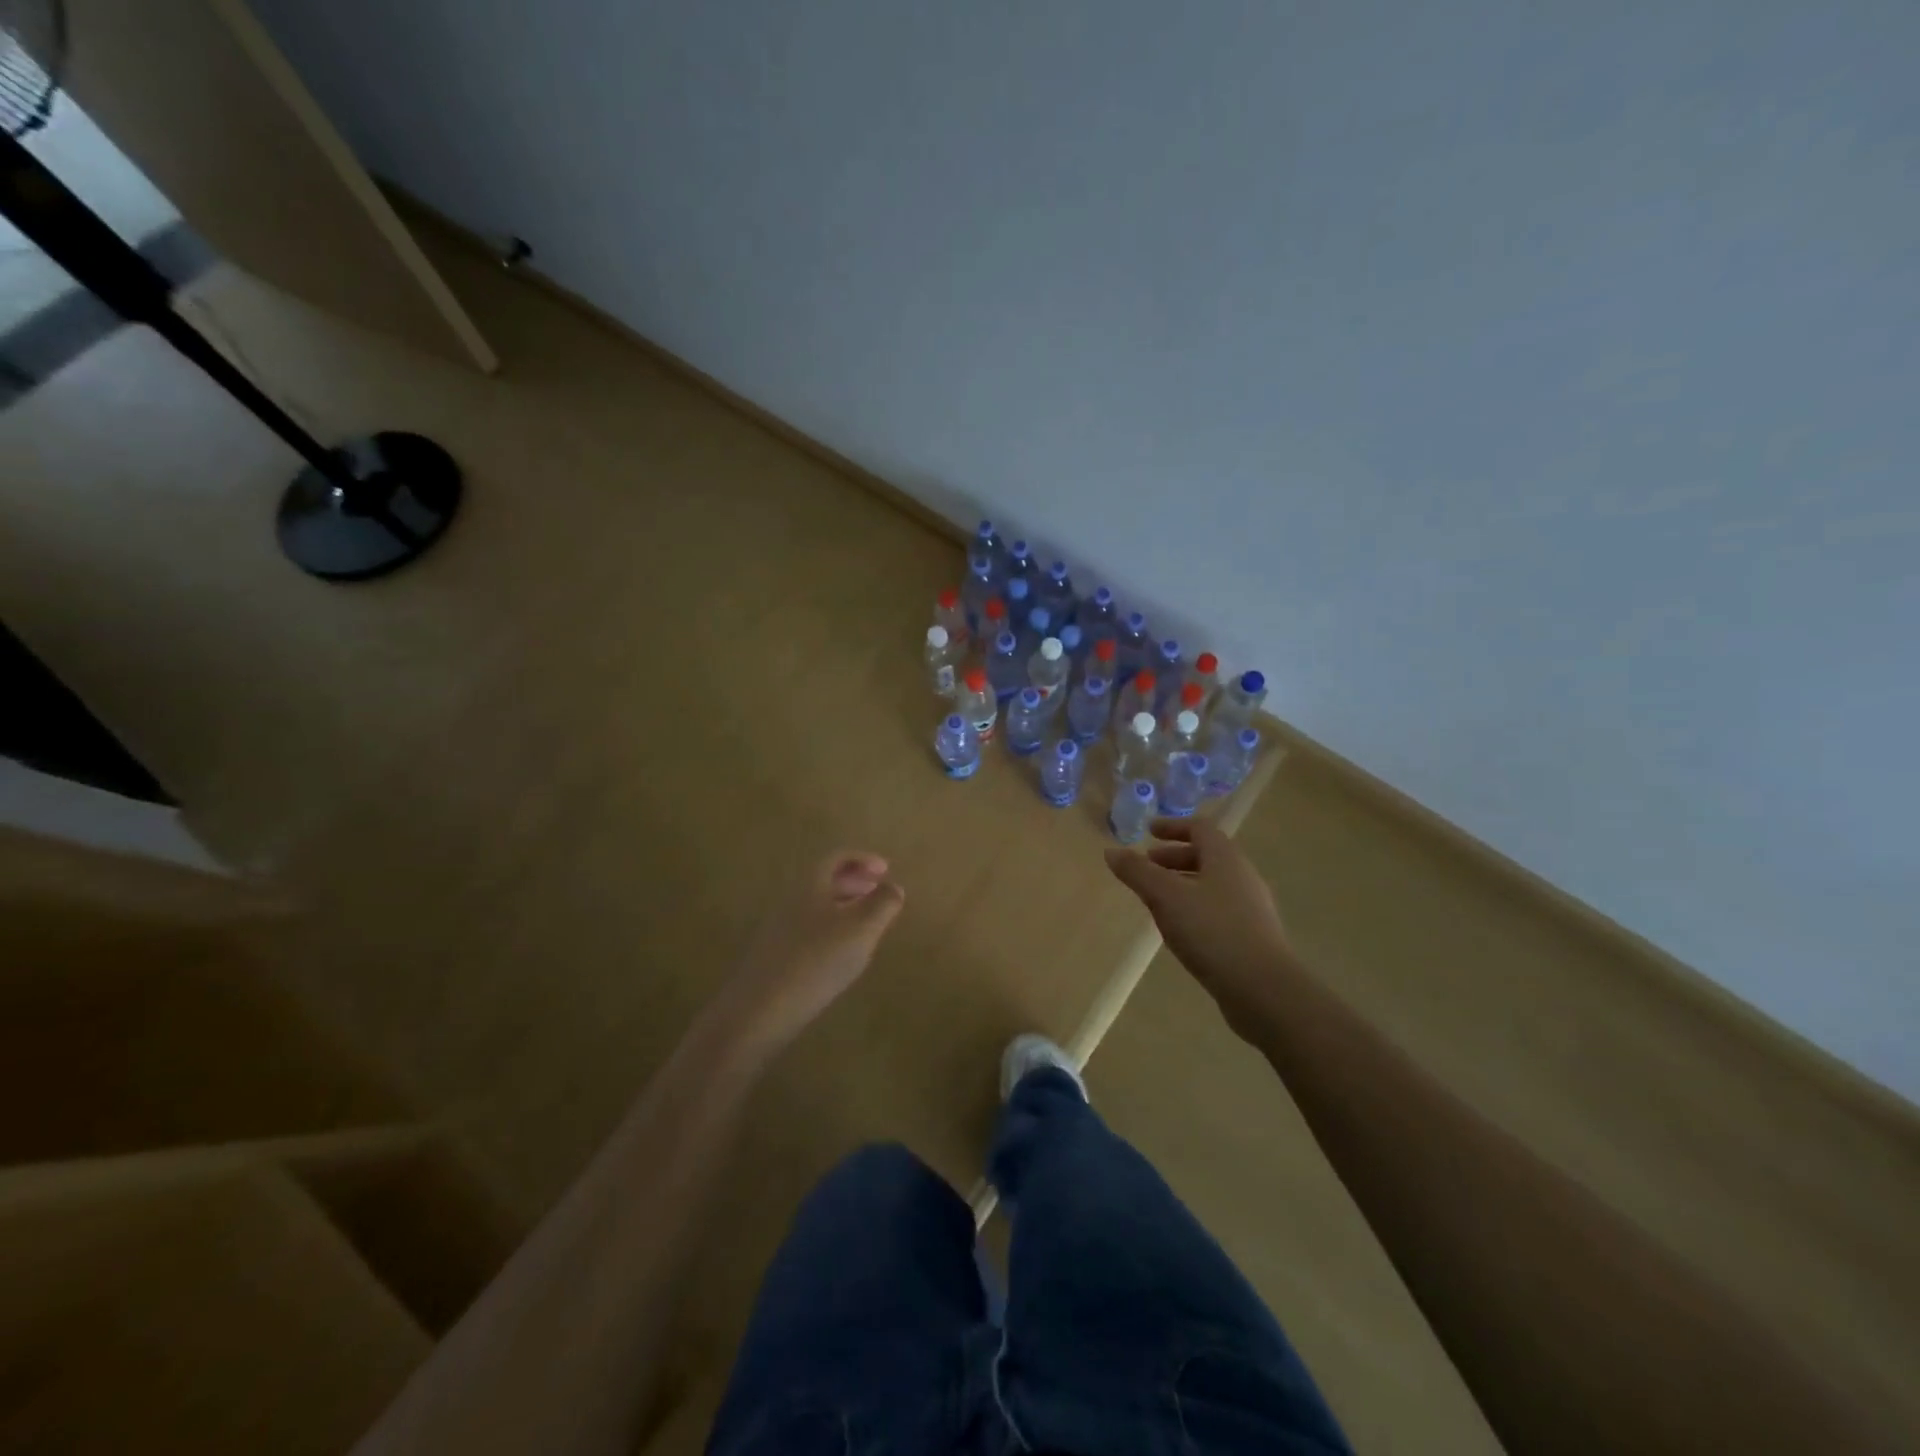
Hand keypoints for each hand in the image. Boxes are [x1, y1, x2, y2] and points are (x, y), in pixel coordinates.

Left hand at [724, 852, 905, 1047]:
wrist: (758, 1011)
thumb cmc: (816, 961)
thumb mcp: (861, 930)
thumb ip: (882, 904)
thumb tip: (894, 887)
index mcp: (810, 886)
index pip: (836, 858)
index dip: (863, 859)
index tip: (886, 870)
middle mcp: (791, 901)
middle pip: (825, 881)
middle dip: (855, 883)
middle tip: (879, 893)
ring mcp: (779, 930)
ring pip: (817, 908)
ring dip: (844, 908)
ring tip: (867, 925)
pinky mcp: (775, 957)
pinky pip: (809, 931)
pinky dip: (831, 931)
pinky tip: (842, 956)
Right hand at [1106, 819, 1296, 1040]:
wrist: (1263, 988)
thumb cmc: (1212, 931)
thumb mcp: (1166, 897)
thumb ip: (1137, 872)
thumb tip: (1111, 851)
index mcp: (1225, 858)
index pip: (1200, 829)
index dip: (1173, 827)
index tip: (1148, 832)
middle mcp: (1242, 877)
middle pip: (1206, 856)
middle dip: (1173, 858)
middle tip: (1146, 867)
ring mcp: (1250, 908)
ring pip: (1211, 885)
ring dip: (1182, 885)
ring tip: (1156, 901)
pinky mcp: (1251, 937)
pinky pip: (1217, 910)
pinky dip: (1194, 908)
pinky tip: (1179, 930)